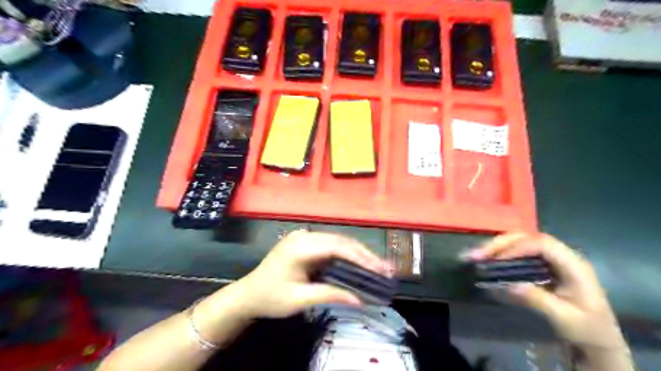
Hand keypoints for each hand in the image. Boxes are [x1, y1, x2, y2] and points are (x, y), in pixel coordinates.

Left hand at [230, 228, 388, 318]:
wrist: (248, 294)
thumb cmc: (270, 298)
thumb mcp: (300, 299)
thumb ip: (330, 295)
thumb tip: (360, 300)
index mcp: (300, 247)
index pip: (338, 247)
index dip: (361, 257)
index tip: (379, 269)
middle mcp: (304, 236)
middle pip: (340, 241)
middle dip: (364, 254)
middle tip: (385, 267)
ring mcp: (304, 236)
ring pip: (338, 241)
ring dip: (357, 253)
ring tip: (377, 265)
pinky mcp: (305, 242)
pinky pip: (331, 245)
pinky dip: (346, 254)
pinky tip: (358, 262)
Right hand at [467, 234, 626, 349]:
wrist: (600, 339)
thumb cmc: (586, 328)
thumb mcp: (564, 318)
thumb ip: (538, 300)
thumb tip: (509, 284)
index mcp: (573, 265)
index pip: (542, 244)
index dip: (517, 247)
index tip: (497, 259)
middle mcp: (563, 255)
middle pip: (529, 237)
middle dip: (502, 243)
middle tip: (479, 254)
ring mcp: (554, 259)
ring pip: (522, 241)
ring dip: (499, 246)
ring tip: (479, 255)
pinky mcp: (545, 264)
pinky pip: (521, 251)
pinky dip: (503, 252)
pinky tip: (490, 258)